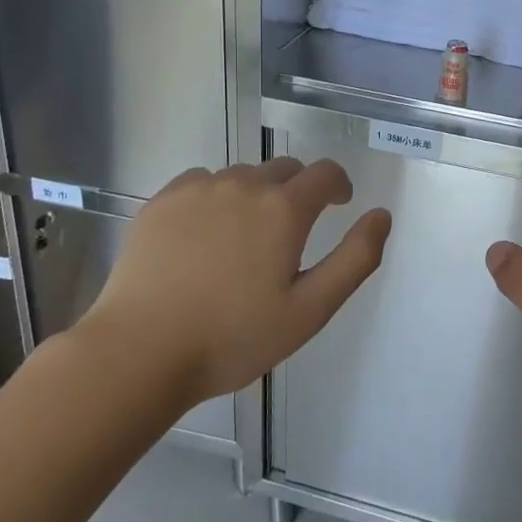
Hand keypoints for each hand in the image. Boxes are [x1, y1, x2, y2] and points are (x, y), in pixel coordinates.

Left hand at [75, 159, 390, 407]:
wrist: (140, 352)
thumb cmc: (233, 337)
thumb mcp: (311, 309)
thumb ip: (356, 258)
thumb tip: (381, 215)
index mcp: (284, 208)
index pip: (326, 173)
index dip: (339, 185)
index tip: (339, 205)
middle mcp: (244, 184)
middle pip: (285, 169)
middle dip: (299, 190)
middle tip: (292, 231)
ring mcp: (198, 188)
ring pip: (243, 175)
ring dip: (257, 194)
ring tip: (246, 237)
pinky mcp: (162, 200)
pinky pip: (202, 182)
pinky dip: (216, 197)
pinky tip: (205, 235)